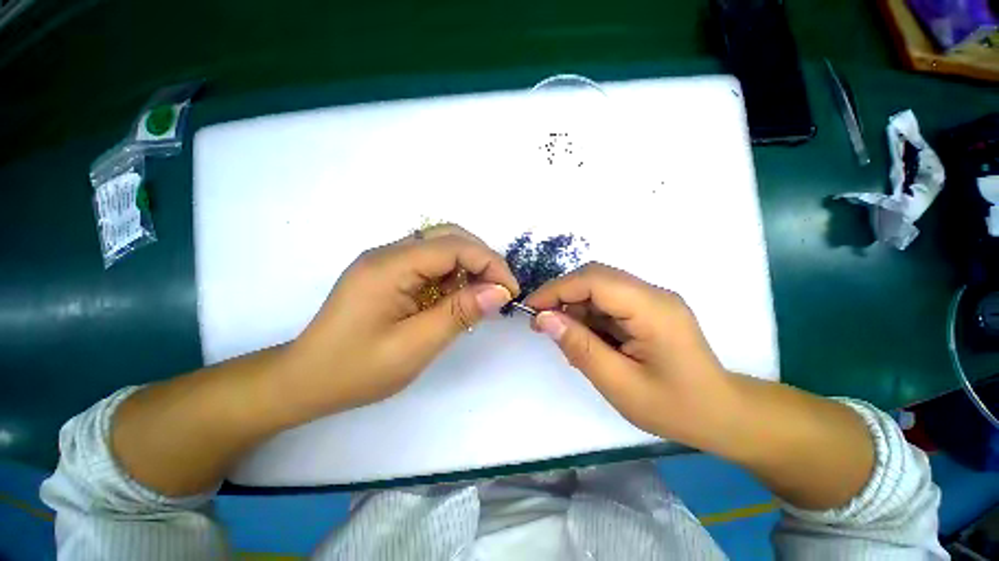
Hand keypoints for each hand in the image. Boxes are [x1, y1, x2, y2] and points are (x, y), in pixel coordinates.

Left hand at [285, 225, 518, 413]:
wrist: (305, 381)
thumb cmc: (356, 370)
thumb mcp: (414, 346)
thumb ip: (459, 314)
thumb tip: (499, 292)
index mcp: (389, 266)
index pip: (453, 246)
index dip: (489, 263)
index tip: (509, 291)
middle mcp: (388, 253)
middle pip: (448, 236)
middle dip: (482, 259)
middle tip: (498, 291)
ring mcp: (386, 261)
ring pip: (441, 246)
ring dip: (468, 266)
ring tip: (479, 297)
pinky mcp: (388, 273)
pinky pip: (429, 263)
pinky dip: (452, 276)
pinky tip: (454, 299)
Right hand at [524, 263, 736, 448]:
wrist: (722, 414)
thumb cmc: (674, 407)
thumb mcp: (619, 384)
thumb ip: (579, 347)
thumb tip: (544, 319)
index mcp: (651, 309)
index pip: (593, 280)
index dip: (557, 289)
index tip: (531, 309)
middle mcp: (652, 294)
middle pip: (595, 277)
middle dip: (562, 295)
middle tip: (542, 323)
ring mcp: (651, 299)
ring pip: (599, 288)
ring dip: (575, 307)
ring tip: (565, 338)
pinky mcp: (647, 309)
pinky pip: (608, 302)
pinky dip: (589, 316)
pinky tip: (585, 339)